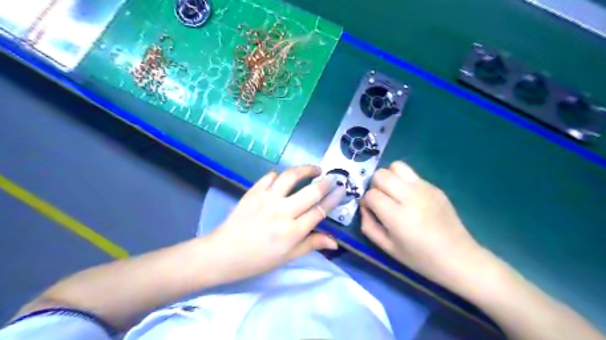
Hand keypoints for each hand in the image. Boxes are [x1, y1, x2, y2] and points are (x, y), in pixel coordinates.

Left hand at [207, 165, 344, 283]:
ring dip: (305, 169)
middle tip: (333, 177)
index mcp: (293, 232)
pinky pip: (270, 176)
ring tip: (314, 169)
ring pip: (291, 176)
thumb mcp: (288, 257)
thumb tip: (335, 242)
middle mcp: (282, 212)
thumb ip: (311, 244)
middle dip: (326, 182)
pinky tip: (284, 177)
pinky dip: (280, 174)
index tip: (342, 189)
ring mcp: (267, 199)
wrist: (224, 253)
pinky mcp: (253, 192)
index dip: (334, 198)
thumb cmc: (258, 259)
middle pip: (311, 192)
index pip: (320, 210)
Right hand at [359, 162, 483, 283]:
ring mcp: (425, 189)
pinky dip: (405, 182)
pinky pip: (412, 175)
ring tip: (394, 193)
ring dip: (389, 177)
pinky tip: (411, 199)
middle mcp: (411, 197)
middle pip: (381, 174)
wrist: (459, 258)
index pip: (371, 194)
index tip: (372, 210)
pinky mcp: (435, 187)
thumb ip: (369, 226)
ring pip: (397, 166)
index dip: (367, 201)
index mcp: (398, 216)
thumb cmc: (420, 259)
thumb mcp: (388, 248)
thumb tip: (364, 207)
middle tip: (382, 200)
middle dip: (375, 185)